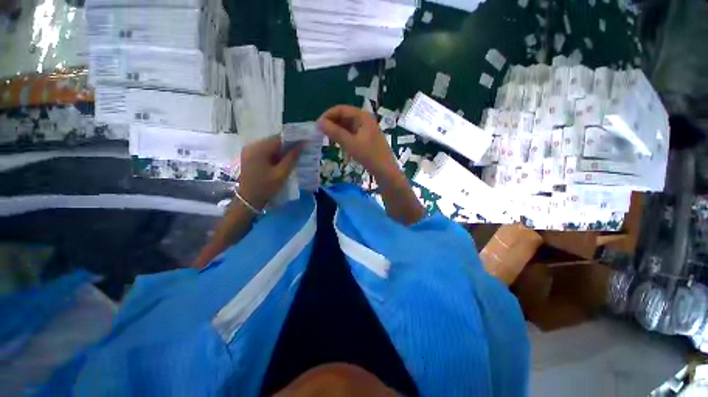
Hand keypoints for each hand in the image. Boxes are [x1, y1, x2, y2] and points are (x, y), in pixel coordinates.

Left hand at [238, 136, 300, 209]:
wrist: (248, 200)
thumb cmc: (266, 187)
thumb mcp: (281, 174)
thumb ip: (291, 158)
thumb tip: (301, 145)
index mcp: (259, 149)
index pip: (278, 139)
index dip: (292, 140)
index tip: (304, 143)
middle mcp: (252, 146)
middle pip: (273, 141)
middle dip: (287, 146)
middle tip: (300, 151)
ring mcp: (249, 151)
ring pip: (269, 146)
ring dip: (281, 151)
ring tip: (293, 157)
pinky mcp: (249, 157)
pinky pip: (264, 151)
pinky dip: (274, 155)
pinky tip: (282, 161)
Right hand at [318, 105, 399, 180]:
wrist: (385, 170)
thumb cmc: (369, 155)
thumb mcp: (350, 143)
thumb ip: (334, 132)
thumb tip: (319, 123)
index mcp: (362, 116)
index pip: (341, 109)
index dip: (328, 115)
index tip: (317, 125)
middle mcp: (365, 119)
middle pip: (344, 116)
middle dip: (332, 123)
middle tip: (321, 133)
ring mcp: (366, 129)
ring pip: (347, 125)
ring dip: (337, 130)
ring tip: (327, 138)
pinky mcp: (366, 138)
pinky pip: (352, 133)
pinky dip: (343, 136)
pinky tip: (338, 143)